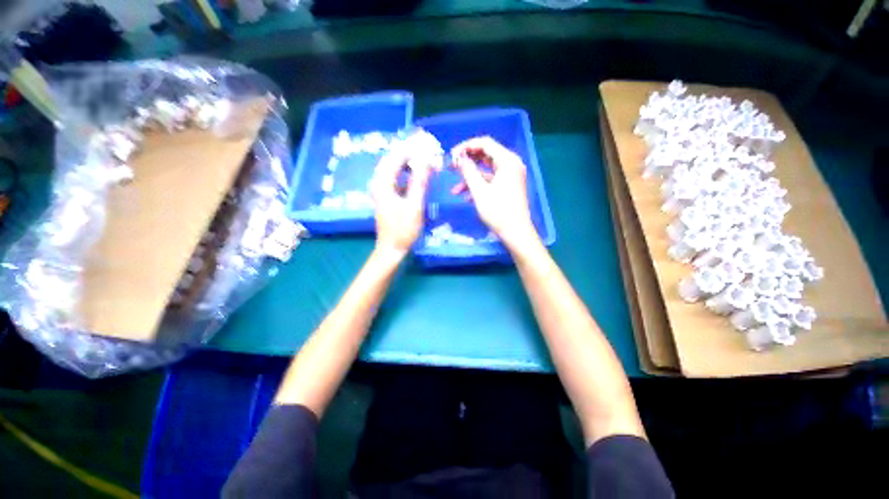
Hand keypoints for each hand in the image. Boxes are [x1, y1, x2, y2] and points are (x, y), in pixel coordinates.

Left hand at [369, 147, 432, 254]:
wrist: (391, 249)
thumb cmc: (403, 230)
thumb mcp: (414, 206)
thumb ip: (420, 182)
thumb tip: (427, 160)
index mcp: (383, 183)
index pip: (396, 157)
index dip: (410, 146)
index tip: (424, 137)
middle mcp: (379, 182)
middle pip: (393, 159)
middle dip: (409, 150)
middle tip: (425, 143)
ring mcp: (382, 189)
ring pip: (395, 168)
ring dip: (409, 161)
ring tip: (424, 154)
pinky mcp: (387, 195)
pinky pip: (397, 177)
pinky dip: (408, 172)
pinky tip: (418, 171)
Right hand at [451, 136, 539, 250]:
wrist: (516, 232)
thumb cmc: (498, 212)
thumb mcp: (479, 191)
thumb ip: (468, 172)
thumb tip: (459, 158)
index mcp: (507, 161)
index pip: (485, 143)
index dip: (466, 146)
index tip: (452, 155)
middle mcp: (511, 164)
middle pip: (485, 155)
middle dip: (467, 161)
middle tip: (451, 167)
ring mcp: (510, 175)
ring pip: (486, 169)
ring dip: (470, 177)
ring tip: (454, 189)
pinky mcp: (508, 185)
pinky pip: (491, 180)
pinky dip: (478, 185)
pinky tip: (465, 196)